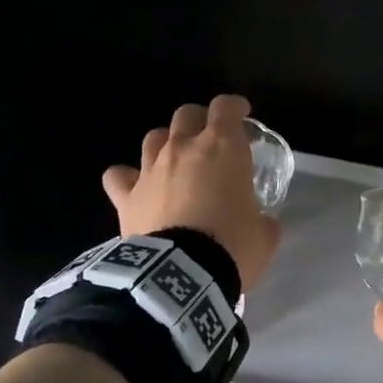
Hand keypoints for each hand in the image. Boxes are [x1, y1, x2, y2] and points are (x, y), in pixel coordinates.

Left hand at [103, 94, 280, 290]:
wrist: (183, 275)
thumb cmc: (232, 247)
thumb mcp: (264, 235)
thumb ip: (263, 219)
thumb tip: (261, 222)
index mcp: (223, 148)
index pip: (226, 108)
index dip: (235, 107)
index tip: (242, 115)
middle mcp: (184, 148)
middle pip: (186, 114)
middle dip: (200, 121)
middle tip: (210, 140)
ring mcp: (151, 170)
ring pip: (153, 137)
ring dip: (166, 144)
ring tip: (174, 162)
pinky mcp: (126, 196)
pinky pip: (118, 176)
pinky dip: (126, 178)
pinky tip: (134, 187)